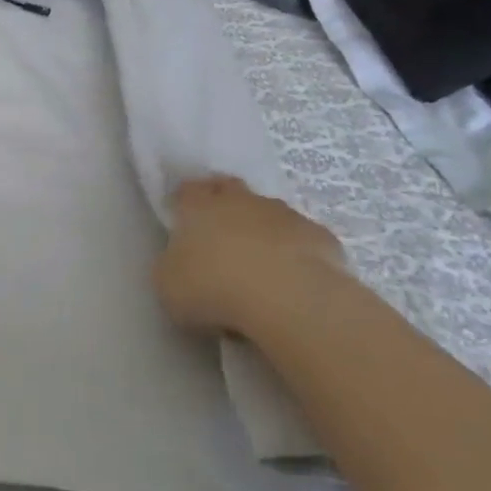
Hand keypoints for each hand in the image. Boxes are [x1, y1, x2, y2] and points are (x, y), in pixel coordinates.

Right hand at [155, 175, 347, 336]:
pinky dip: (295, 254)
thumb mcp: (168, 284)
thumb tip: (182, 265)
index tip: (182, 219)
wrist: (288, 301)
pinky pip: (302, 240)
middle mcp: (241, 201)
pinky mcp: (322, 238)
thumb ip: (172, 267)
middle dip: (224, 204)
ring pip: (269, 213)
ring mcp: (285, 216)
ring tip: (259, 265)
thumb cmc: (214, 288)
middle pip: (230, 189)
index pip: (187, 190)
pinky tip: (292, 281)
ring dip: (262, 230)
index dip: (184, 202)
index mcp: (199, 207)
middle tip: (219, 234)